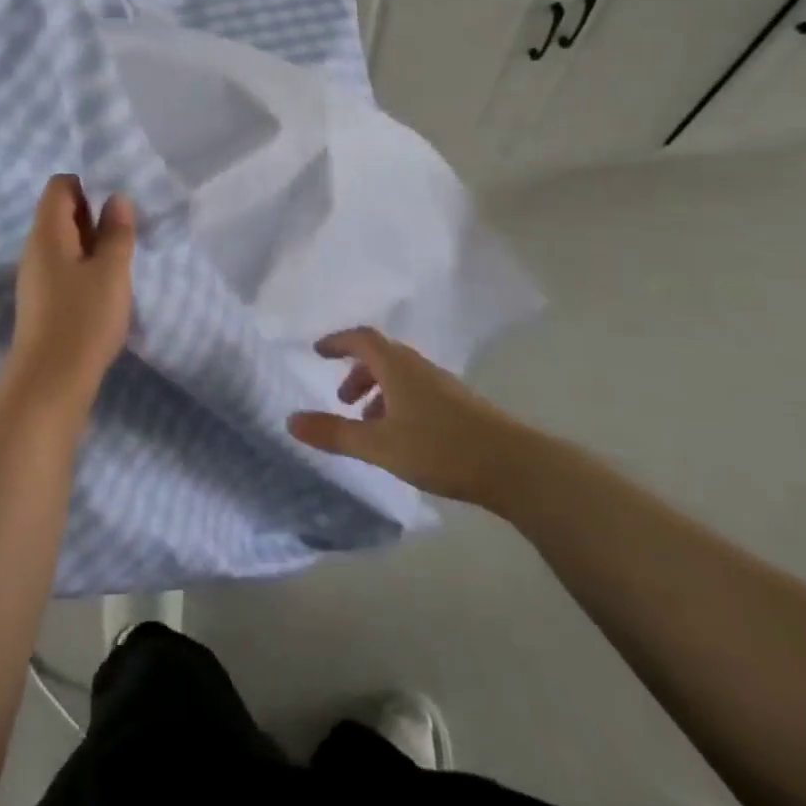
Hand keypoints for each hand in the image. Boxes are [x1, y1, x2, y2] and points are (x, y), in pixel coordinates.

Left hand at [2, 174, 136, 415]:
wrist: (50, 383)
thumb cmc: (83, 318)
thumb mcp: (111, 271)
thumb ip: (116, 231)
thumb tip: (116, 199)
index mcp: (47, 232)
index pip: (60, 185)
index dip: (88, 187)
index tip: (116, 210)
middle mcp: (35, 248)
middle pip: (61, 212)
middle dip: (94, 217)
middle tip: (124, 238)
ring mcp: (35, 276)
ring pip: (65, 243)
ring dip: (93, 246)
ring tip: (119, 266)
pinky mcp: (41, 301)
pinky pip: (63, 268)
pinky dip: (85, 269)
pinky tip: (105, 291)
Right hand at [287, 326, 539, 508]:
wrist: (515, 466)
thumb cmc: (441, 448)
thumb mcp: (379, 445)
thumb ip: (334, 434)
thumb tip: (290, 421)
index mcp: (397, 366)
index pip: (362, 339)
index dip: (338, 342)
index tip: (318, 351)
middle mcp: (419, 368)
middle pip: (381, 356)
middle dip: (357, 372)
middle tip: (341, 398)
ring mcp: (443, 386)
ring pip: (401, 377)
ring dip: (378, 391)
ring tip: (368, 425)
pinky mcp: (460, 407)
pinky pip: (417, 392)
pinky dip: (398, 404)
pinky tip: (401, 438)